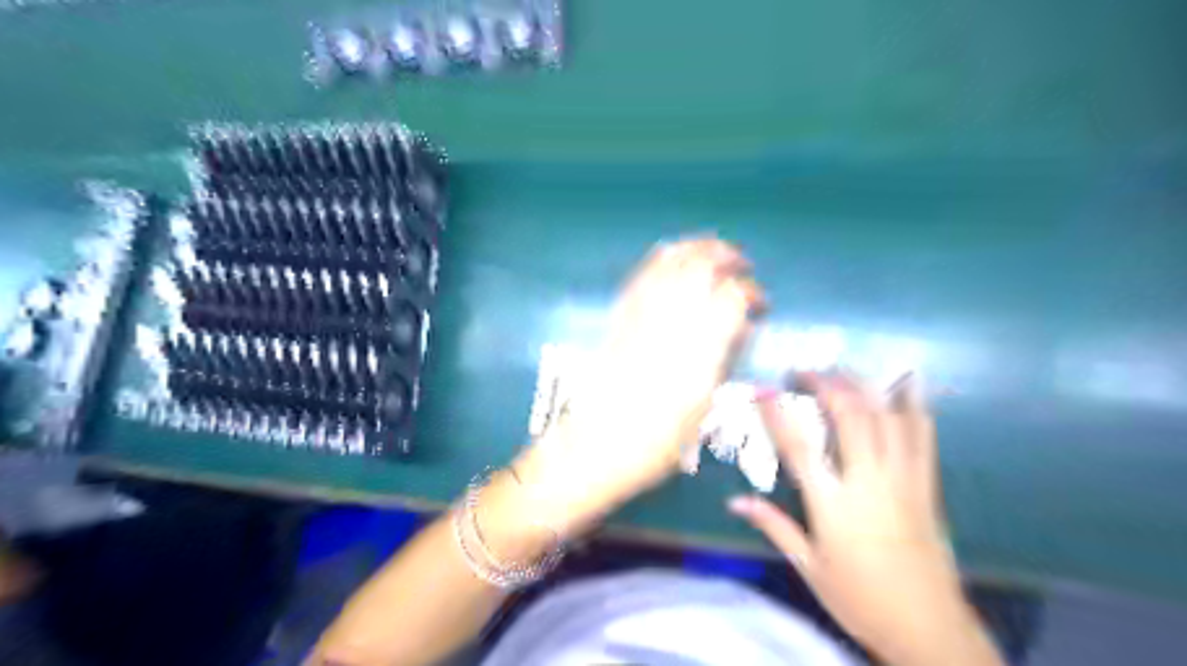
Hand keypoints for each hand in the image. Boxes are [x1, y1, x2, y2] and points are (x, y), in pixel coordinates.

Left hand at [517, 238, 758, 535]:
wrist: (597, 443)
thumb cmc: (658, 440)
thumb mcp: (704, 405)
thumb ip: (721, 358)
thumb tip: (736, 327)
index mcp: (699, 347)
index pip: (733, 297)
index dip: (752, 293)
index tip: (761, 305)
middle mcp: (671, 320)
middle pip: (703, 265)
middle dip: (727, 257)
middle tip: (742, 264)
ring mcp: (641, 312)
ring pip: (672, 260)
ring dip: (698, 248)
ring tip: (714, 251)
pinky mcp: (620, 314)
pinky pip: (644, 272)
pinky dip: (664, 256)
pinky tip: (674, 257)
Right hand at [733, 376, 998, 665]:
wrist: (930, 630)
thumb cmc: (860, 600)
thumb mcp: (809, 567)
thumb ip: (774, 526)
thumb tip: (736, 501)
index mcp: (833, 505)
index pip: (799, 447)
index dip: (777, 413)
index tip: (762, 389)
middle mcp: (869, 483)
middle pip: (850, 417)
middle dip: (826, 385)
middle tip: (806, 371)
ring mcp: (903, 481)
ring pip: (886, 419)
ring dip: (863, 388)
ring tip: (843, 372)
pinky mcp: (927, 487)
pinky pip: (922, 438)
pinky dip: (912, 407)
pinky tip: (904, 387)